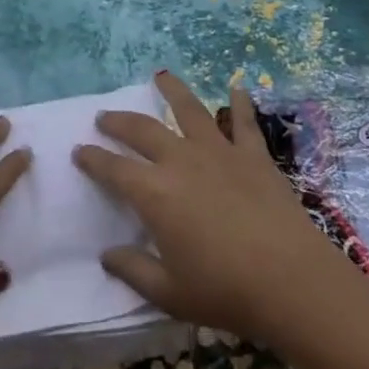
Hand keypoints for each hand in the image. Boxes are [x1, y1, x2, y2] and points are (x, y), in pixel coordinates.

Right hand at [73, 71, 354, 345]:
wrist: (290, 280)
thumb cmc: (224, 291)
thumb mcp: (169, 293)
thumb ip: (133, 270)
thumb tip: (107, 255)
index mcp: (155, 194)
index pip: (113, 170)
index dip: (93, 159)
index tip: (78, 149)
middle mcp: (181, 161)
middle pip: (143, 130)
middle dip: (119, 122)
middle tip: (105, 116)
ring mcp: (219, 151)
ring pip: (190, 110)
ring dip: (172, 90)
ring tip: (160, 75)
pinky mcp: (253, 154)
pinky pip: (244, 121)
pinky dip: (240, 103)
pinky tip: (236, 88)